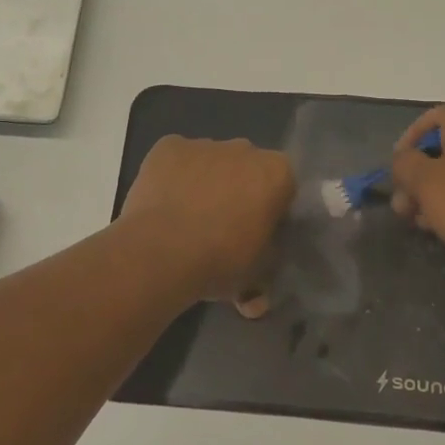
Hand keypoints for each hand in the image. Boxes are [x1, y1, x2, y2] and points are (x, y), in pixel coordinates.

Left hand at [118, 135, 294, 306]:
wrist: (159, 252)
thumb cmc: (219, 261)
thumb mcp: (254, 276)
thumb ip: (263, 275)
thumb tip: (256, 301)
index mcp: (276, 173)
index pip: (284, 187)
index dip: (272, 210)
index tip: (258, 234)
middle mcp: (245, 148)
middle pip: (247, 169)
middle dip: (239, 191)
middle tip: (223, 229)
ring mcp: (204, 144)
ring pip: (211, 162)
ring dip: (206, 183)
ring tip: (187, 221)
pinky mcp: (168, 146)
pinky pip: (177, 159)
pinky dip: (174, 176)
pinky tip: (164, 204)